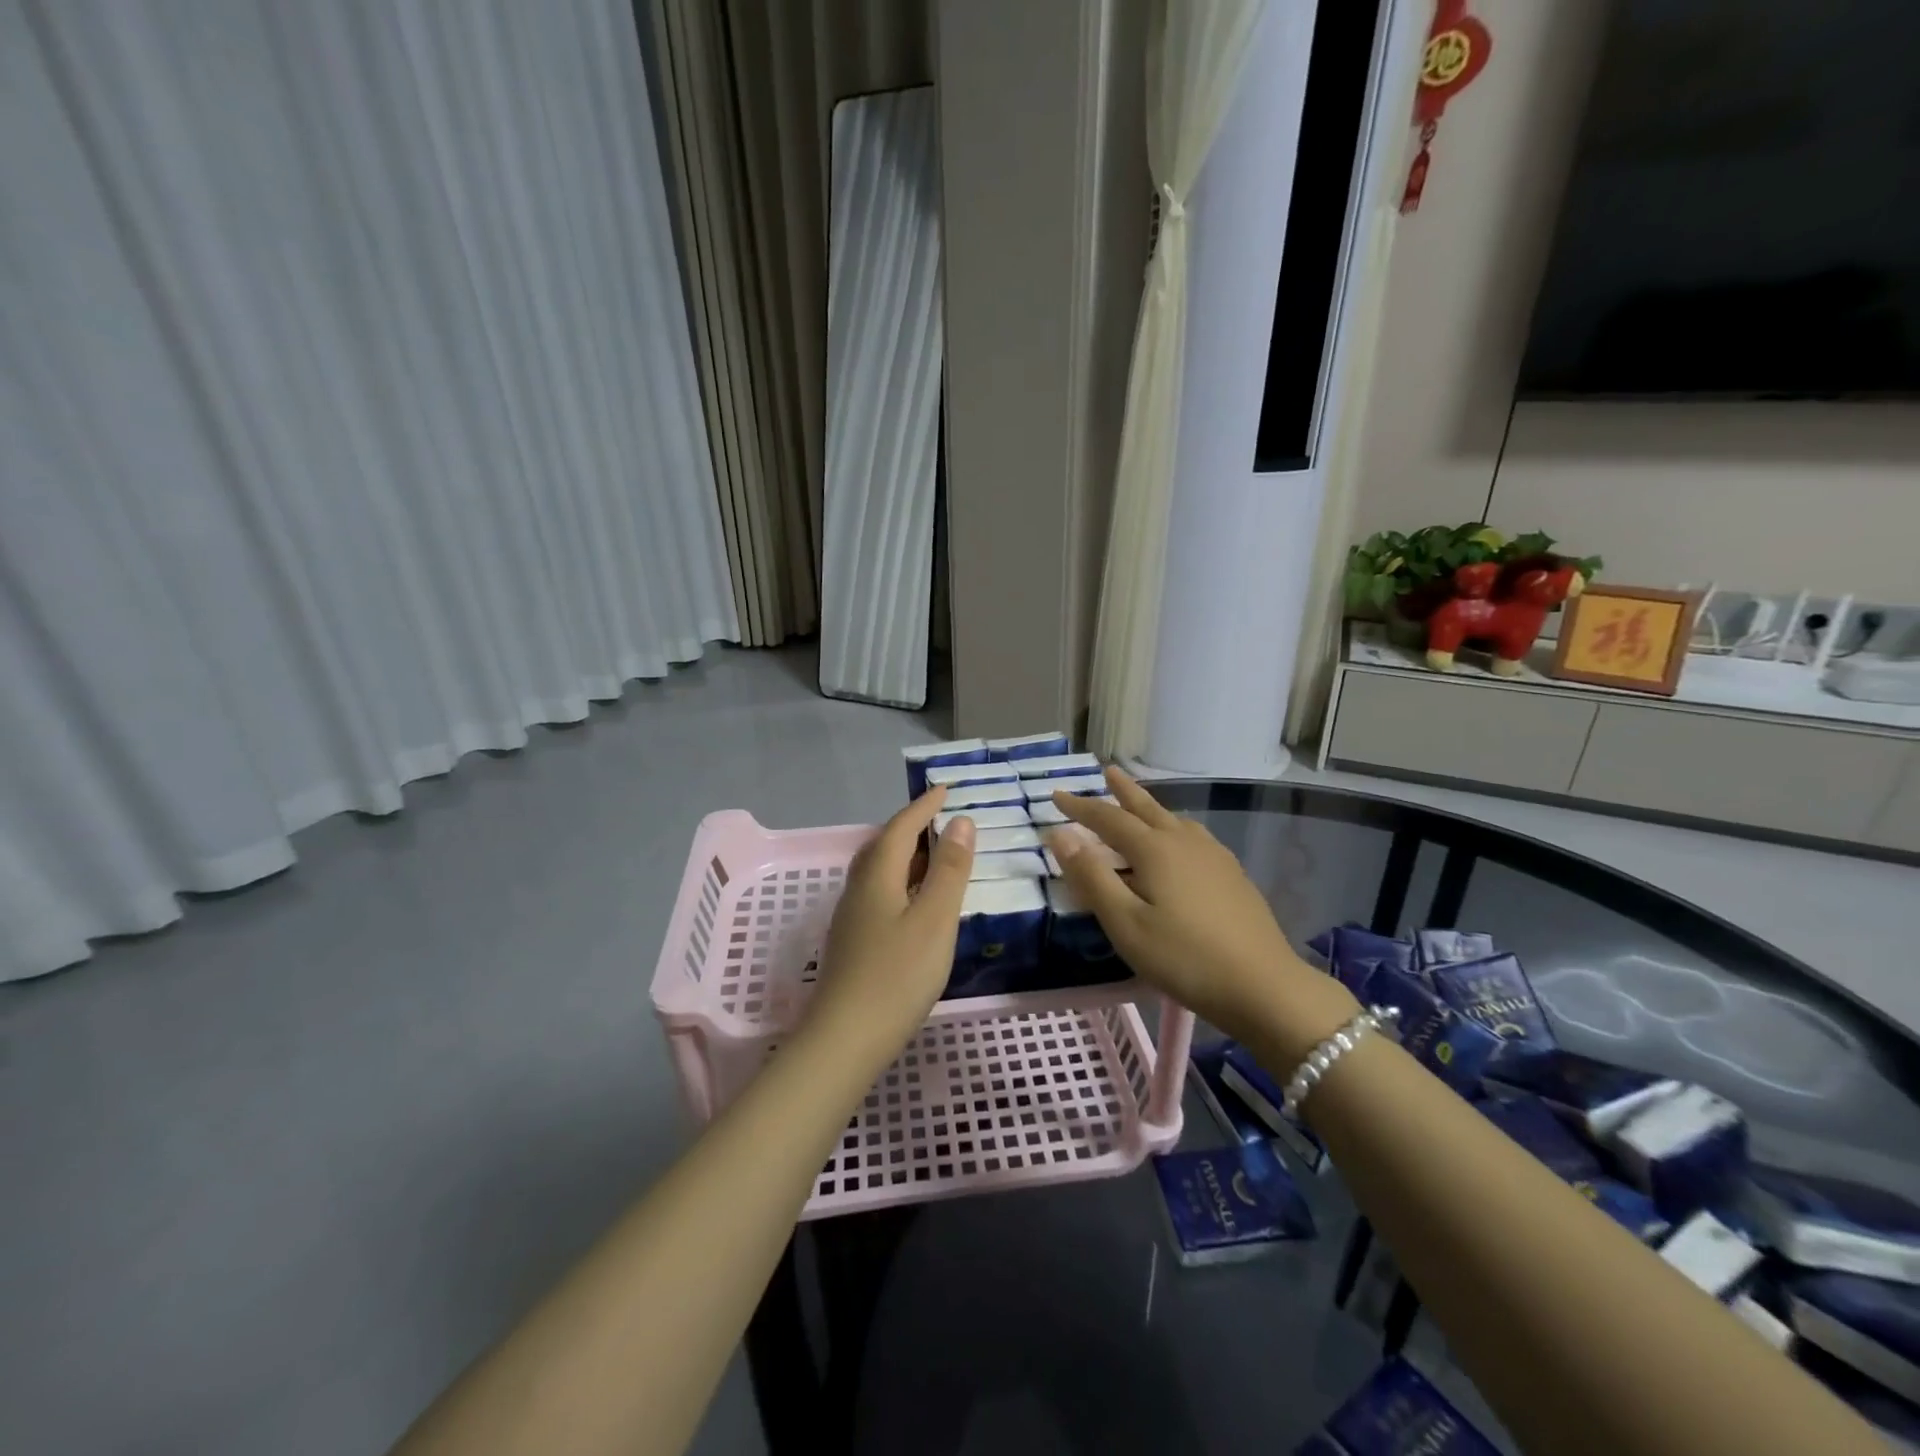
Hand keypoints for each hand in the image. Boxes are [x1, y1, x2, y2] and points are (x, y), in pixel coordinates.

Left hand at [800, 788, 975, 1067]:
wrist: (845, 1039)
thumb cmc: (897, 975)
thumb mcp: (935, 918)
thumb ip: (949, 869)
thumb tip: (961, 822)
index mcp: (877, 876)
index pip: (900, 827)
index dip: (923, 807)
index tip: (945, 790)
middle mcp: (858, 889)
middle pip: (883, 846)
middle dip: (911, 828)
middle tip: (940, 820)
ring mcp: (851, 917)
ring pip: (878, 872)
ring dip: (904, 856)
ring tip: (931, 857)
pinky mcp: (852, 942)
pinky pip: (877, 893)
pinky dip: (899, 882)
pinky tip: (913, 903)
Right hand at [1046, 768, 1356, 1062]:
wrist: (1264, 986)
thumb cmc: (1184, 957)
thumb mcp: (1125, 923)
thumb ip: (1092, 877)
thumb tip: (1060, 835)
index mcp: (1155, 849)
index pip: (1108, 818)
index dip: (1080, 807)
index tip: (1056, 795)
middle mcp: (1184, 842)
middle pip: (1147, 808)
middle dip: (1122, 791)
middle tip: (1107, 771)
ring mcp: (1214, 856)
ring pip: (1174, 819)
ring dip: (1150, 807)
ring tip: (1139, 804)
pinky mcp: (1232, 875)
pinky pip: (1192, 836)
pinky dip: (1173, 827)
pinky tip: (1180, 843)